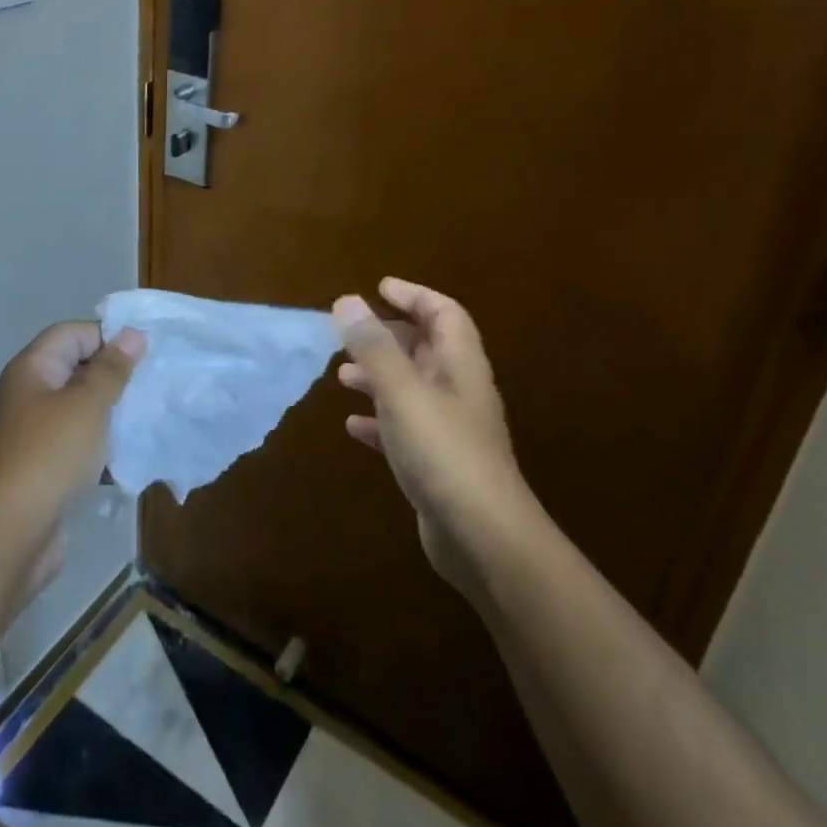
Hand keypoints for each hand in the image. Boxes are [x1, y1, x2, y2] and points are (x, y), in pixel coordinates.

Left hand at [0, 321, 144, 585]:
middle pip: (76, 369)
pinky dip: (102, 445)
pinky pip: (78, 444)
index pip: (71, 334)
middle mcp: (29, 396)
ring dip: (112, 412)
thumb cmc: (51, 455)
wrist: (12, 535)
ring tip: (148, 415)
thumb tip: (132, 334)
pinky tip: (131, 454)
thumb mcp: (88, 404)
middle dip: (114, 375)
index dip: (106, 336)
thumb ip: (112, 368)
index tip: (144, 353)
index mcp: (32, 370)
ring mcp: (34, 434)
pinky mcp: (44, 468)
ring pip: (80, 409)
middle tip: (153, 383)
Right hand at [334, 279, 535, 593]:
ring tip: (343, 375)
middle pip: (426, 348)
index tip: (379, 287)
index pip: (444, 313)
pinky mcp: (436, 464)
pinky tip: (352, 425)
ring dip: (378, 376)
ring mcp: (449, 430)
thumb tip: (348, 300)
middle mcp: (458, 391)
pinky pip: (403, 428)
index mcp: (460, 365)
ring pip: (411, 388)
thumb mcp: (402, 391)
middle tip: (350, 333)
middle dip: (388, 336)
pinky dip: (378, 419)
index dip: (414, 295)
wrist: (483, 539)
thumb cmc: (444, 452)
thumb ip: (374, 346)